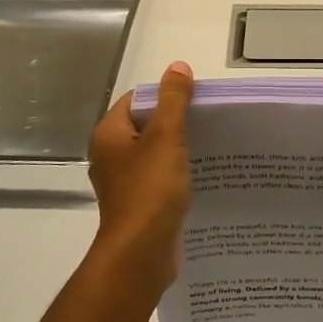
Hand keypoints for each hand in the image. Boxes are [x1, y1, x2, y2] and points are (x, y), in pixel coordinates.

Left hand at [87, 62, 193, 295]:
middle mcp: (111, 156)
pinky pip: (159, 179)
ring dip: (179, 149)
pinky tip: (202, 176)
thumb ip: (173, 100)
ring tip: (212, 145)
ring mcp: (124, 183)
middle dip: (177, 122)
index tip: (197, 98)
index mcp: (110, 135)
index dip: (166, 95)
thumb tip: (177, 67)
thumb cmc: (150, 190)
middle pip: (146, 126)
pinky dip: (177, 174)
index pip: (137, 100)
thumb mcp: (166, 138)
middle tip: (210, 120)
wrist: (140, 254)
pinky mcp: (138, 205)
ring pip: (154, 154)